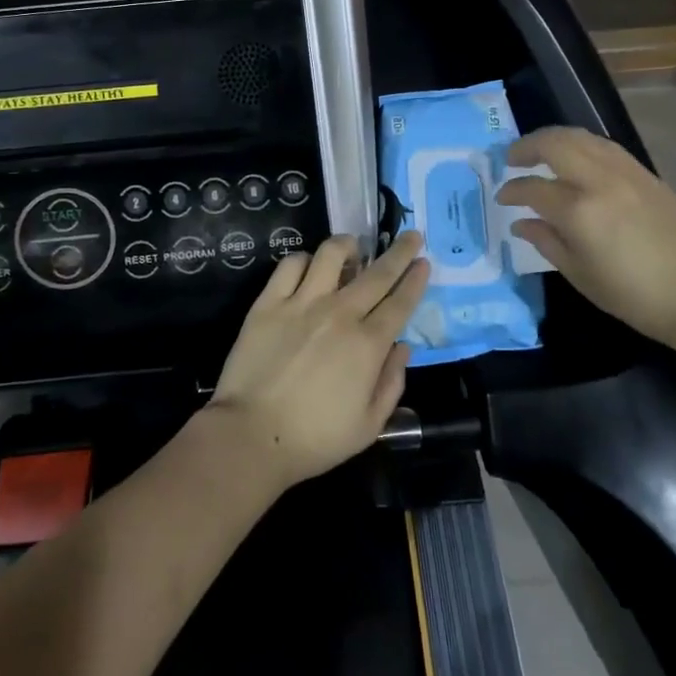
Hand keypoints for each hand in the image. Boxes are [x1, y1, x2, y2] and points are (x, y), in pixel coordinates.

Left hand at [207, 233, 428, 491]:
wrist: (251, 435)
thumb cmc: (314, 439)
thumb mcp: (369, 426)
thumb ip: (392, 383)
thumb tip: (403, 347)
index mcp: (368, 344)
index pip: (400, 302)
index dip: (415, 279)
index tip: (424, 261)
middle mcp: (340, 314)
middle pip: (377, 273)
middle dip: (399, 251)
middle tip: (411, 235)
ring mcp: (302, 303)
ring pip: (331, 254)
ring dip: (348, 246)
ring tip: (353, 249)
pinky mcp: (269, 302)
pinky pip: (290, 265)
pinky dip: (304, 259)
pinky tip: (309, 266)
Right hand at [497, 127, 675, 356]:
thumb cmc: (633, 296)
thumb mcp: (580, 275)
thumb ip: (546, 242)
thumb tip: (521, 223)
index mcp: (579, 211)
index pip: (533, 188)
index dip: (512, 190)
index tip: (502, 197)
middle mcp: (599, 181)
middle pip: (554, 144)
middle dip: (527, 147)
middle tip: (512, 159)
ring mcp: (625, 172)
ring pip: (581, 137)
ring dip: (554, 139)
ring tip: (540, 151)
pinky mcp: (645, 174)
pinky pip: (604, 146)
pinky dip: (581, 144)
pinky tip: (576, 158)